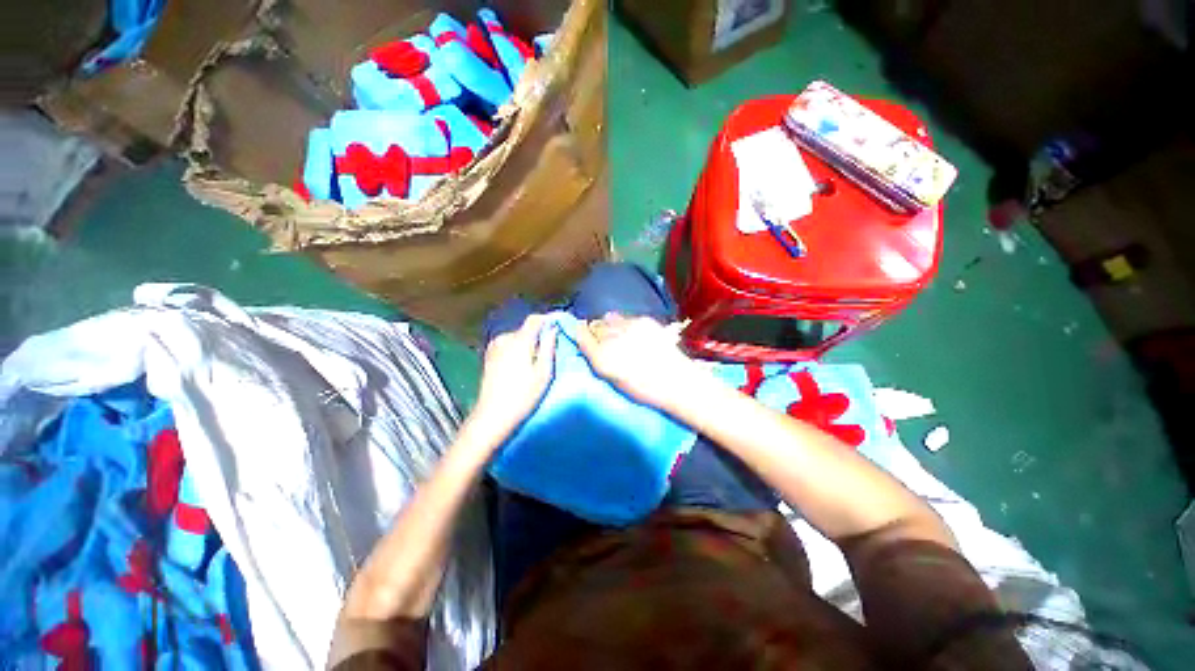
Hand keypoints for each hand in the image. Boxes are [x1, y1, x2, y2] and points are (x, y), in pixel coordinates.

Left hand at [466, 314, 556, 445]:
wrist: (492, 416)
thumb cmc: (523, 396)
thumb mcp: (544, 372)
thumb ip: (549, 347)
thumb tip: (553, 328)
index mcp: (519, 340)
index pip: (535, 319)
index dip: (547, 320)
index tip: (559, 327)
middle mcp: (504, 338)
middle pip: (526, 329)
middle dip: (538, 335)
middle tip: (550, 350)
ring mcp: (494, 347)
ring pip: (517, 337)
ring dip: (528, 343)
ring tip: (536, 360)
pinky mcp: (489, 356)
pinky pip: (508, 345)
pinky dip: (517, 350)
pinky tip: (521, 365)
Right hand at [575, 314, 706, 410]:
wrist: (676, 381)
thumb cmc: (643, 388)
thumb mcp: (614, 380)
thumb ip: (599, 360)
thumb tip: (591, 344)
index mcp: (602, 359)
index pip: (582, 335)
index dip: (580, 331)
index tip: (581, 329)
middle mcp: (612, 340)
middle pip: (595, 325)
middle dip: (597, 330)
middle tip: (605, 338)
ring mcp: (629, 327)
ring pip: (609, 317)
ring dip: (611, 324)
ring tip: (620, 333)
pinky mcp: (643, 320)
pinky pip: (627, 317)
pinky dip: (627, 323)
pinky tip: (636, 334)